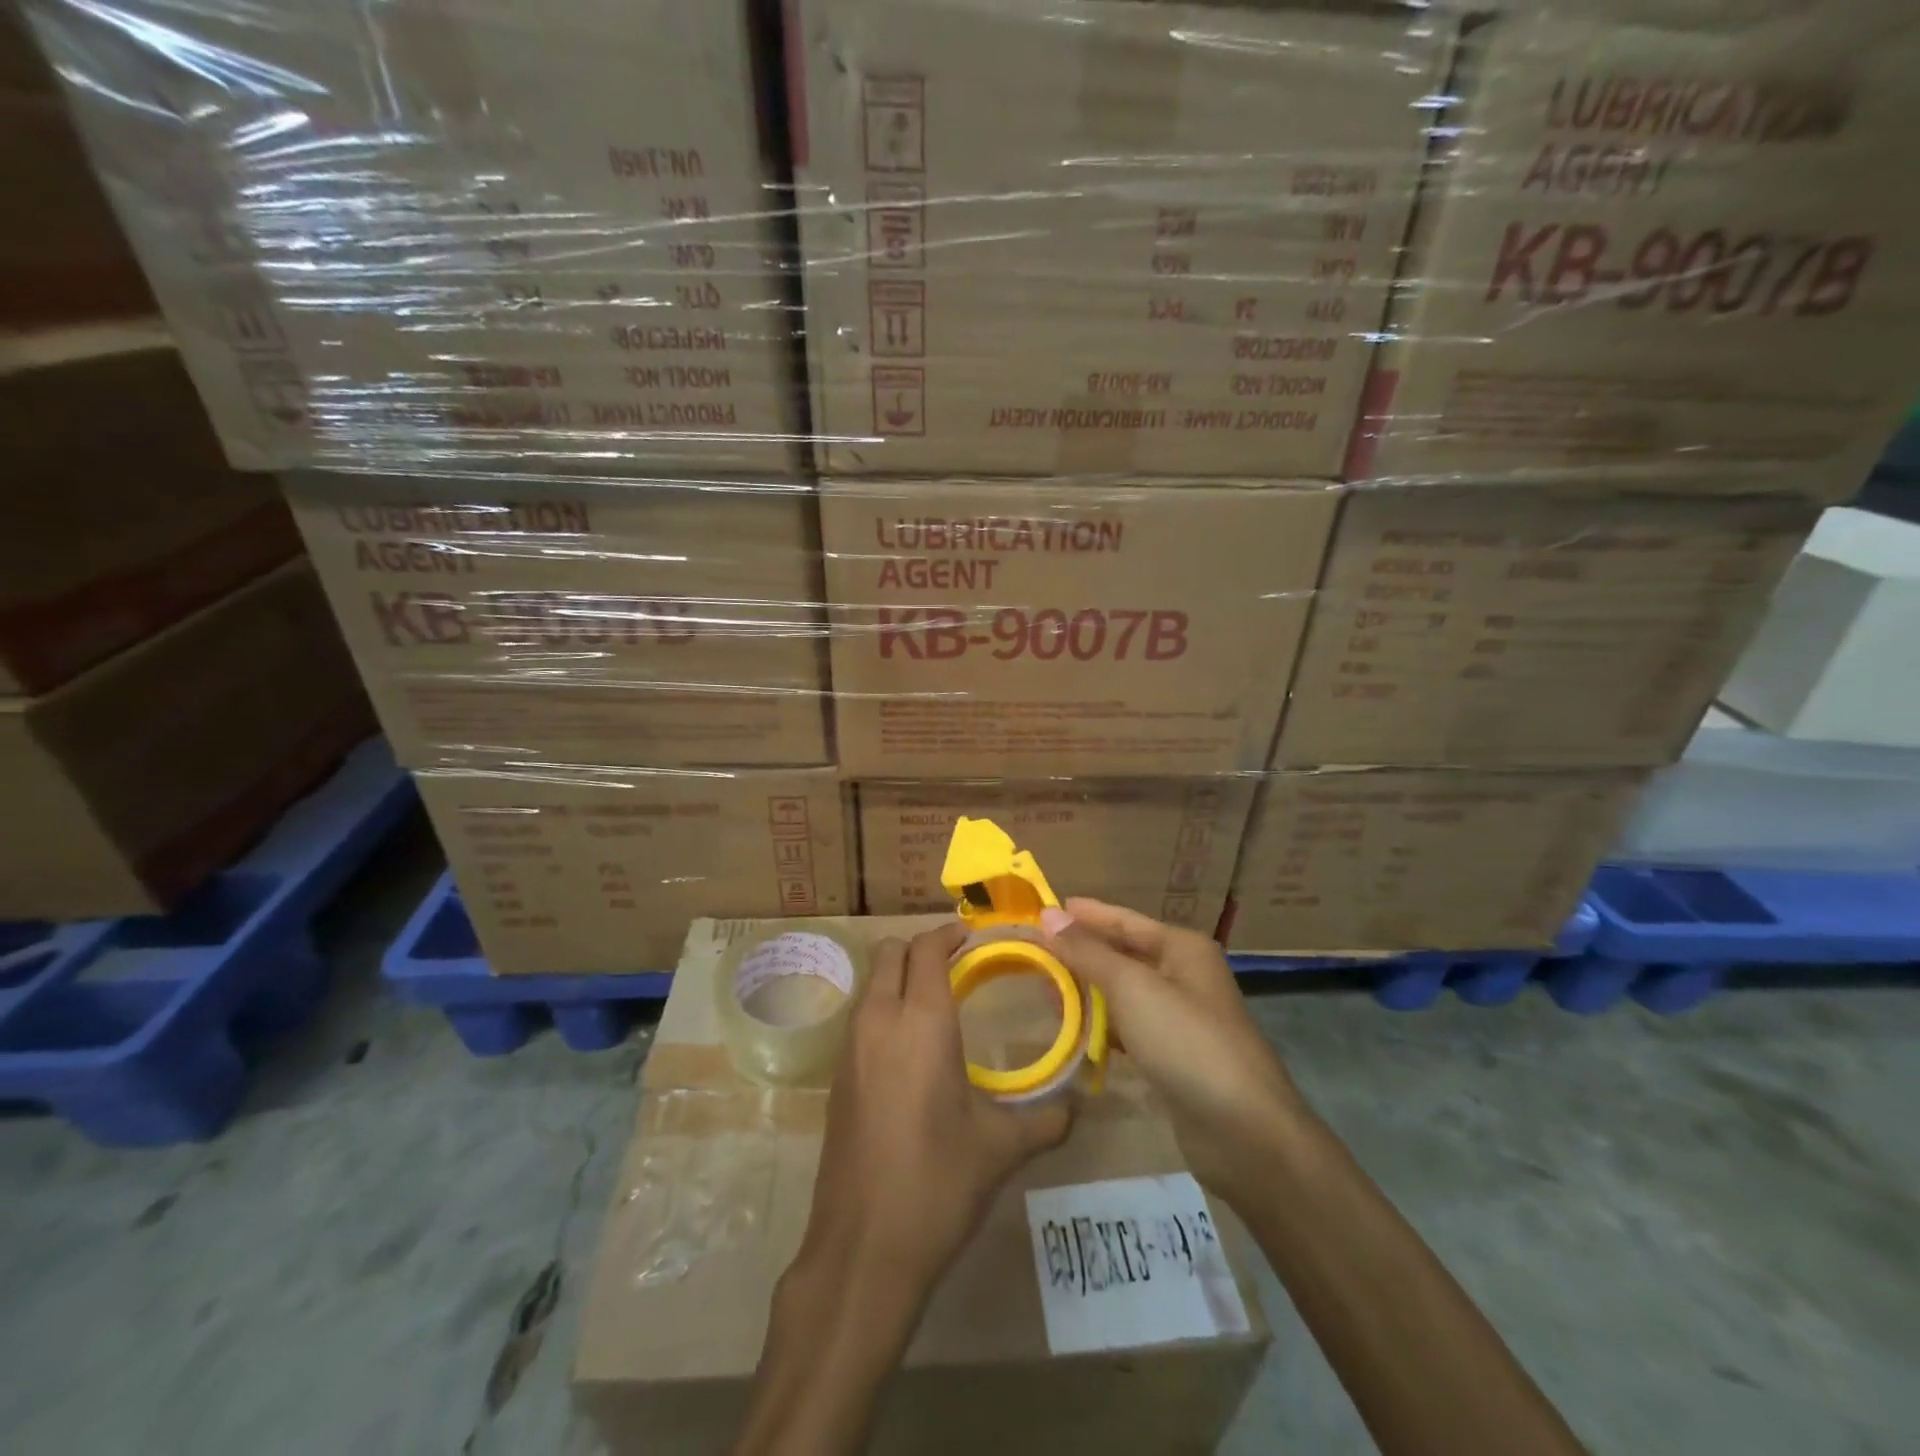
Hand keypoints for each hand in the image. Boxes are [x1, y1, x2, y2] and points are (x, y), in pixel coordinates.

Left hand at [798, 922, 1072, 1296]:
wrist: (862, 1249)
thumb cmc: (938, 1184)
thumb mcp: (1000, 1149)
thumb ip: (1046, 1120)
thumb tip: (1080, 1107)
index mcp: (921, 1023)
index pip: (926, 949)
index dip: (949, 934)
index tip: (974, 937)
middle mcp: (879, 1021)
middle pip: (889, 952)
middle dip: (921, 948)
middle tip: (958, 965)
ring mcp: (850, 1048)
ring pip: (871, 982)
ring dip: (899, 976)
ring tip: (937, 1002)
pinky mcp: (836, 1077)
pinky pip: (861, 1017)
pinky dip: (884, 1008)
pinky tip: (911, 1047)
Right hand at [1039, 898, 1304, 1204]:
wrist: (1243, 1131)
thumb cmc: (1186, 1041)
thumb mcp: (1131, 988)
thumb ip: (1087, 951)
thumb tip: (1048, 914)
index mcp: (1182, 948)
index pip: (1124, 920)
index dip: (1085, 915)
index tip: (1043, 909)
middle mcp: (1184, 975)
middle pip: (1123, 954)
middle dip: (1081, 954)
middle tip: (1034, 953)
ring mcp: (1180, 1018)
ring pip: (1123, 993)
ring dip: (1087, 991)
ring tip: (1044, 990)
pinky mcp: (1173, 1056)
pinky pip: (1128, 1027)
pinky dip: (1101, 1026)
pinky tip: (1073, 1030)